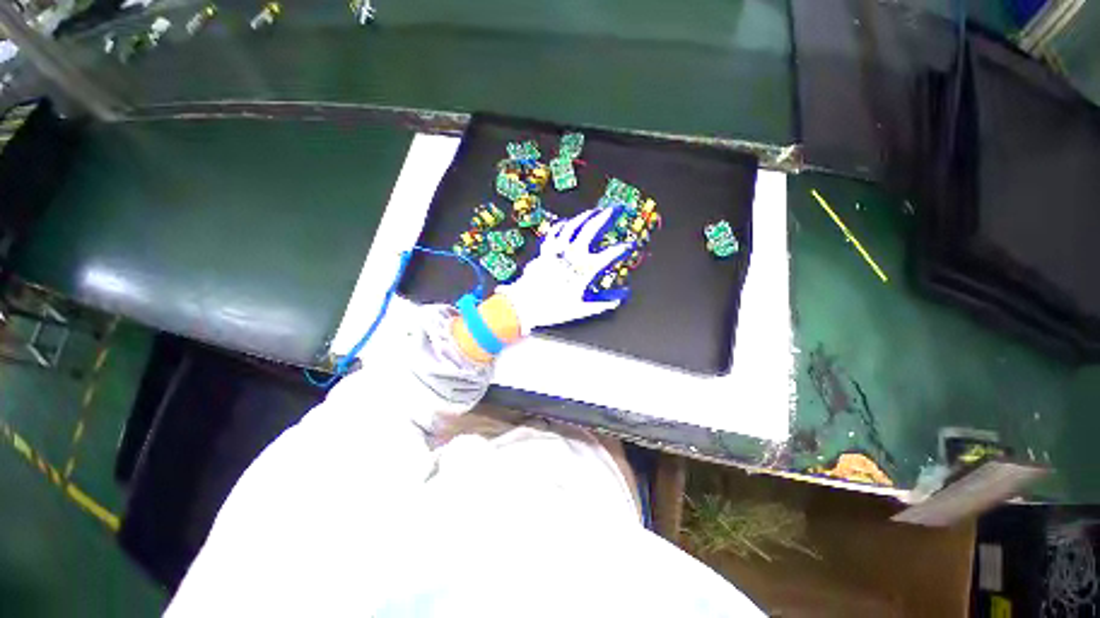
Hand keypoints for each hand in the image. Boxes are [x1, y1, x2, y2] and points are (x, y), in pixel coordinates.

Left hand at [496, 206, 634, 332]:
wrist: (524, 305)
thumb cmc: (552, 308)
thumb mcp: (580, 310)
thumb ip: (602, 304)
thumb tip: (620, 299)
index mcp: (583, 271)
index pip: (608, 256)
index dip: (621, 249)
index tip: (628, 246)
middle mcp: (571, 257)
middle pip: (590, 231)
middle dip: (604, 218)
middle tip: (614, 209)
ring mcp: (556, 251)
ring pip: (572, 227)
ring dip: (585, 217)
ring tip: (594, 211)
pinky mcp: (544, 251)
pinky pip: (554, 233)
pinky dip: (562, 226)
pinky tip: (567, 222)